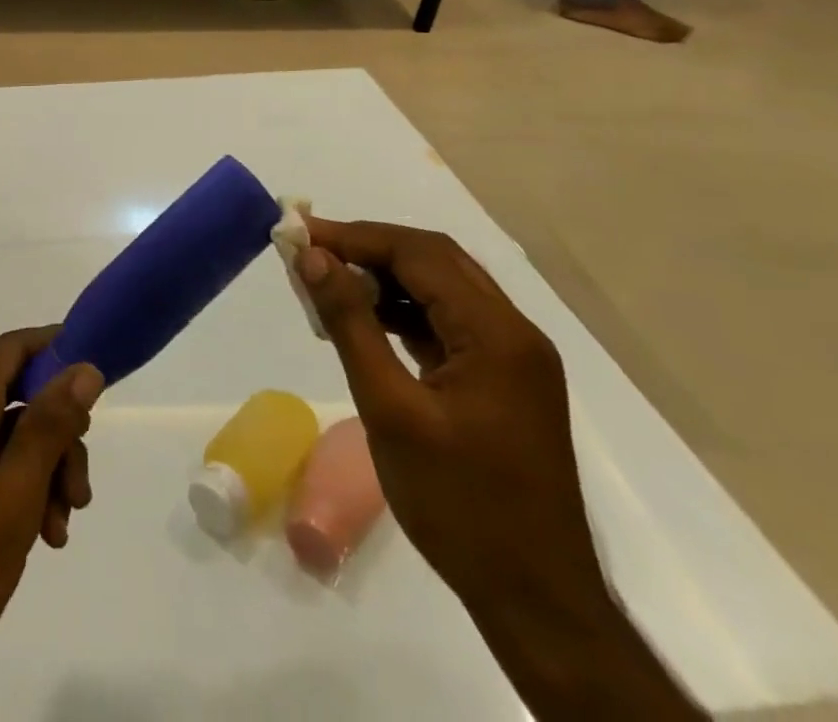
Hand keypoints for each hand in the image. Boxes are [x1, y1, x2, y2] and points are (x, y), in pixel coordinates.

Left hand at [0, 330, 102, 719]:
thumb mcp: (10, 502)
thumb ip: (47, 430)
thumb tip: (82, 367)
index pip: (10, 349)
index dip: (53, 347)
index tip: (95, 374)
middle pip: (15, 400)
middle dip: (58, 436)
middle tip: (80, 491)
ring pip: (6, 441)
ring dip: (42, 473)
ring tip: (59, 531)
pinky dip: (18, 495)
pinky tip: (36, 539)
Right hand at [299, 218, 596, 612]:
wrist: (537, 603)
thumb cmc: (460, 505)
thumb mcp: (390, 410)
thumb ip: (351, 323)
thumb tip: (313, 257)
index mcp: (496, 333)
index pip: (419, 253)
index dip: (355, 236)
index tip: (300, 235)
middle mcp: (513, 332)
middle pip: (435, 260)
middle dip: (369, 248)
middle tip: (310, 251)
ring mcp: (513, 358)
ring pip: (442, 288)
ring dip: (386, 277)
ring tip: (328, 281)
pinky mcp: (503, 381)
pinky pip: (449, 322)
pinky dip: (404, 311)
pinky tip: (366, 320)